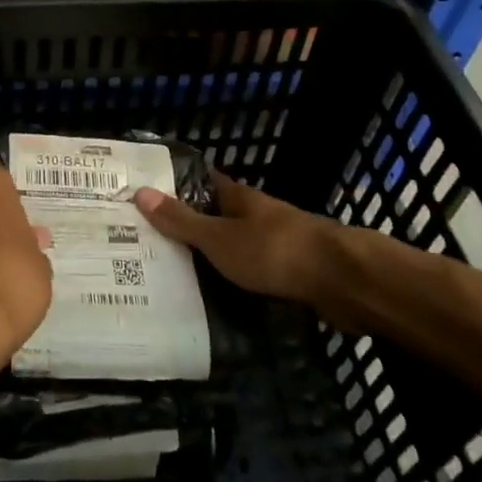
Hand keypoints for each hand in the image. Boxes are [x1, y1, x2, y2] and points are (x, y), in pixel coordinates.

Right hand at [134, 172, 334, 304]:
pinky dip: (232, 282)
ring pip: (234, 246)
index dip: (174, 186)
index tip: (144, 194)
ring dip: (210, 257)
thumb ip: (182, 221)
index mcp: (238, 198)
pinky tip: (213, 299)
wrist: (341, 281)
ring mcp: (276, 244)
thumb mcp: (220, 238)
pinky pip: (251, 274)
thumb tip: (140, 191)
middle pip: (215, 215)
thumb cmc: (274, 251)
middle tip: (148, 242)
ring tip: (172, 275)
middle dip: (187, 226)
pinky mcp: (290, 274)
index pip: (201, 182)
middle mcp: (255, 216)